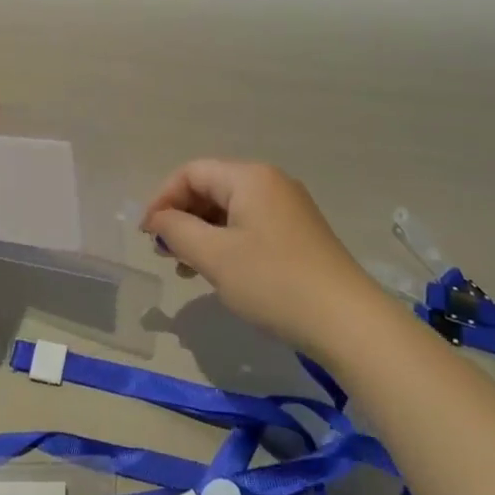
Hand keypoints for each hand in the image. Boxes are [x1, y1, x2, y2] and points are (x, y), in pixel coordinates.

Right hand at [141, 159, 382, 356]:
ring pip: (229, 210)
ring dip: (201, 233)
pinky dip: (226, 243)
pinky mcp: (298, 234)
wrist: (347, 322)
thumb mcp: (215, 257)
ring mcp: (288, 208)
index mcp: (250, 178)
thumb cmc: (274, 282)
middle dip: (181, 216)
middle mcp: (270, 183)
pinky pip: (249, 226)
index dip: (162, 199)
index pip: (191, 173)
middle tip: (165, 253)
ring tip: (187, 267)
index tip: (147, 236)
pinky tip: (220, 272)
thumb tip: (159, 219)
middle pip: (211, 187)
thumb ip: (177, 230)